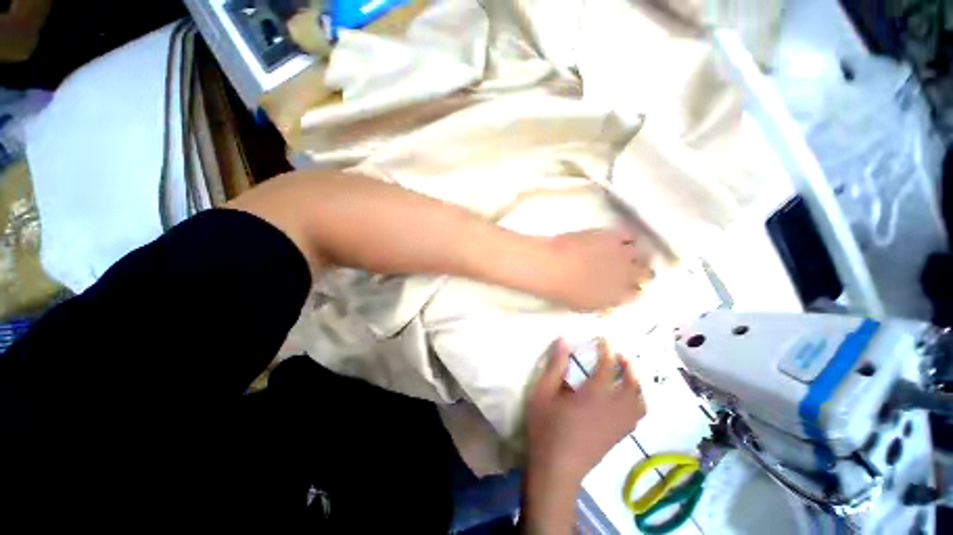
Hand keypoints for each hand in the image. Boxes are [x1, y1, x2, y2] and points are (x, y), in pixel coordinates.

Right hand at [527, 338, 646, 487]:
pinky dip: (637, 402)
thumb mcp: (543, 392)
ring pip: (639, 401)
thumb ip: (555, 366)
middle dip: (628, 366)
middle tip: (620, 355)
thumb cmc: (546, 427)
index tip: (603, 339)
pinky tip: (627, 400)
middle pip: (632, 384)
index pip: (607, 367)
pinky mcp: (617, 437)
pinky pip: (636, 416)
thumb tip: (564, 340)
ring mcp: (618, 425)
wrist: (556, 469)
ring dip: (637, 384)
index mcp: (594, 395)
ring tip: (628, 374)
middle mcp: (613, 408)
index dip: (607, 350)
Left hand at [546, 228, 651, 311]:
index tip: (623, 285)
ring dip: (635, 254)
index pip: (635, 293)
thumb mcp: (583, 305)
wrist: (552, 266)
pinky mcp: (613, 236)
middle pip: (646, 273)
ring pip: (643, 253)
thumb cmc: (562, 290)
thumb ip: (601, 303)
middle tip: (628, 268)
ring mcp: (622, 254)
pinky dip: (626, 237)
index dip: (629, 289)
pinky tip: (616, 238)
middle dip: (639, 272)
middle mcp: (627, 275)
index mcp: (618, 296)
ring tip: (624, 252)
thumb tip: (609, 302)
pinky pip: (630, 235)